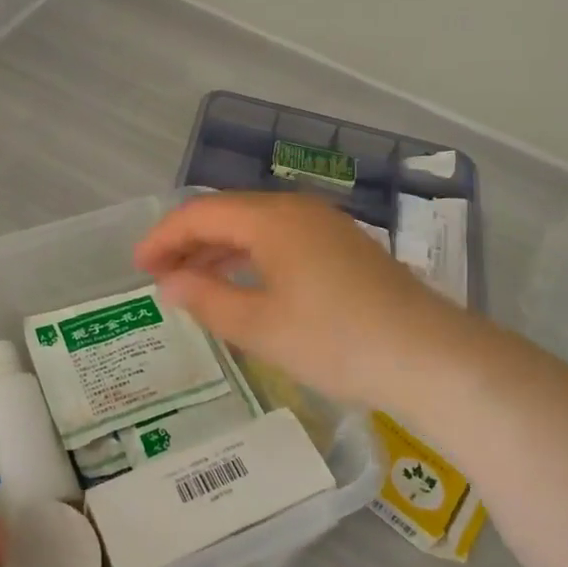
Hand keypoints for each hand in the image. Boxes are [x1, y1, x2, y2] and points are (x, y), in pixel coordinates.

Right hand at [136, 191, 480, 413]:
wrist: (430, 356)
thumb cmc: (335, 340)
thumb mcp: (260, 326)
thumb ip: (207, 299)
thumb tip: (170, 283)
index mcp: (272, 218)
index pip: (201, 213)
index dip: (163, 236)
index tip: (137, 266)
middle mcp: (297, 210)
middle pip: (228, 214)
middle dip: (188, 242)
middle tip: (158, 275)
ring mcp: (326, 226)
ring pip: (256, 227)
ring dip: (219, 250)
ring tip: (192, 282)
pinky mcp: (344, 247)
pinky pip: (282, 240)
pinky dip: (251, 257)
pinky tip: (245, 284)